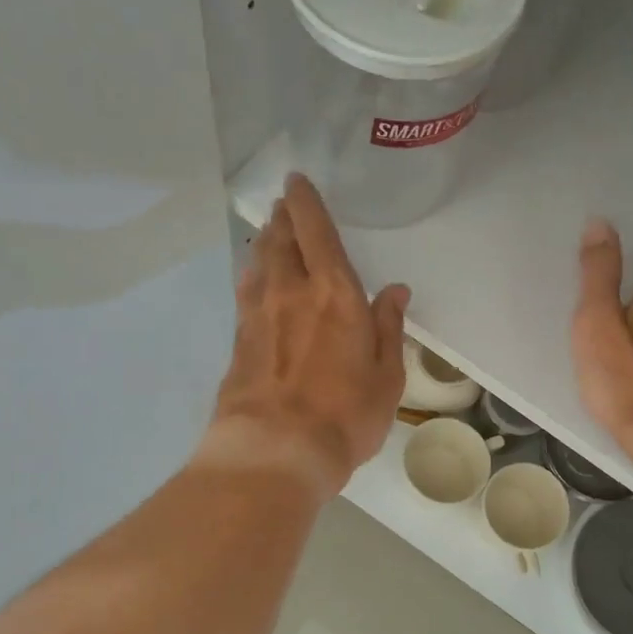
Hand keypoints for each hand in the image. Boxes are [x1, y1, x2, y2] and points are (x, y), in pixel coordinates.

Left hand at [203, 173, 409, 495]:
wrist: (275, 451)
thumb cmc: (344, 415)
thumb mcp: (387, 377)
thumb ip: (388, 328)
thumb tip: (394, 290)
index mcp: (335, 293)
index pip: (316, 232)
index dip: (306, 203)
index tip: (296, 182)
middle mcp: (292, 293)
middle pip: (281, 241)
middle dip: (283, 218)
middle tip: (284, 206)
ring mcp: (258, 316)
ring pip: (259, 263)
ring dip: (266, 243)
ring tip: (270, 235)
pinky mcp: (239, 342)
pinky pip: (246, 293)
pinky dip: (253, 276)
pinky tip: (255, 280)